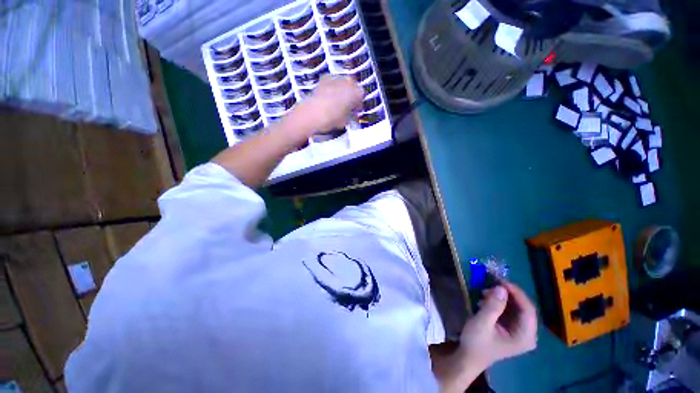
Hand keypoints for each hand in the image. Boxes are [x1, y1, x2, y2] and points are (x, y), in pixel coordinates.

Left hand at [291, 75, 363, 134]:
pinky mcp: (323, 80)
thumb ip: (350, 115)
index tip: (356, 110)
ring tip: (338, 100)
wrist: (311, 114)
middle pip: (353, 84)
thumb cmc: (331, 119)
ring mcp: (334, 79)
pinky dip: (333, 87)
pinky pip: (332, 81)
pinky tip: (329, 96)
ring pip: (343, 81)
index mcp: (355, 93)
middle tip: (349, 104)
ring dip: (343, 89)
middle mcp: (346, 83)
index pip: (361, 94)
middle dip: (352, 93)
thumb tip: (350, 114)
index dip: (359, 103)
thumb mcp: (345, 121)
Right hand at [457, 282, 537, 370]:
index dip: (517, 293)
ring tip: (484, 293)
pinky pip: (510, 310)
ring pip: (516, 307)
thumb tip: (501, 288)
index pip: (528, 310)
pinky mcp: (512, 328)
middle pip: (523, 307)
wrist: (469, 357)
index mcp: (525, 337)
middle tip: (490, 285)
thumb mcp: (482, 323)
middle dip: (507, 294)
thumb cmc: (476, 342)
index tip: (500, 281)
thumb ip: (493, 306)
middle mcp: (528, 334)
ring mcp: (520, 331)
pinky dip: (498, 302)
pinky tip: (485, 300)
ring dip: (501, 297)